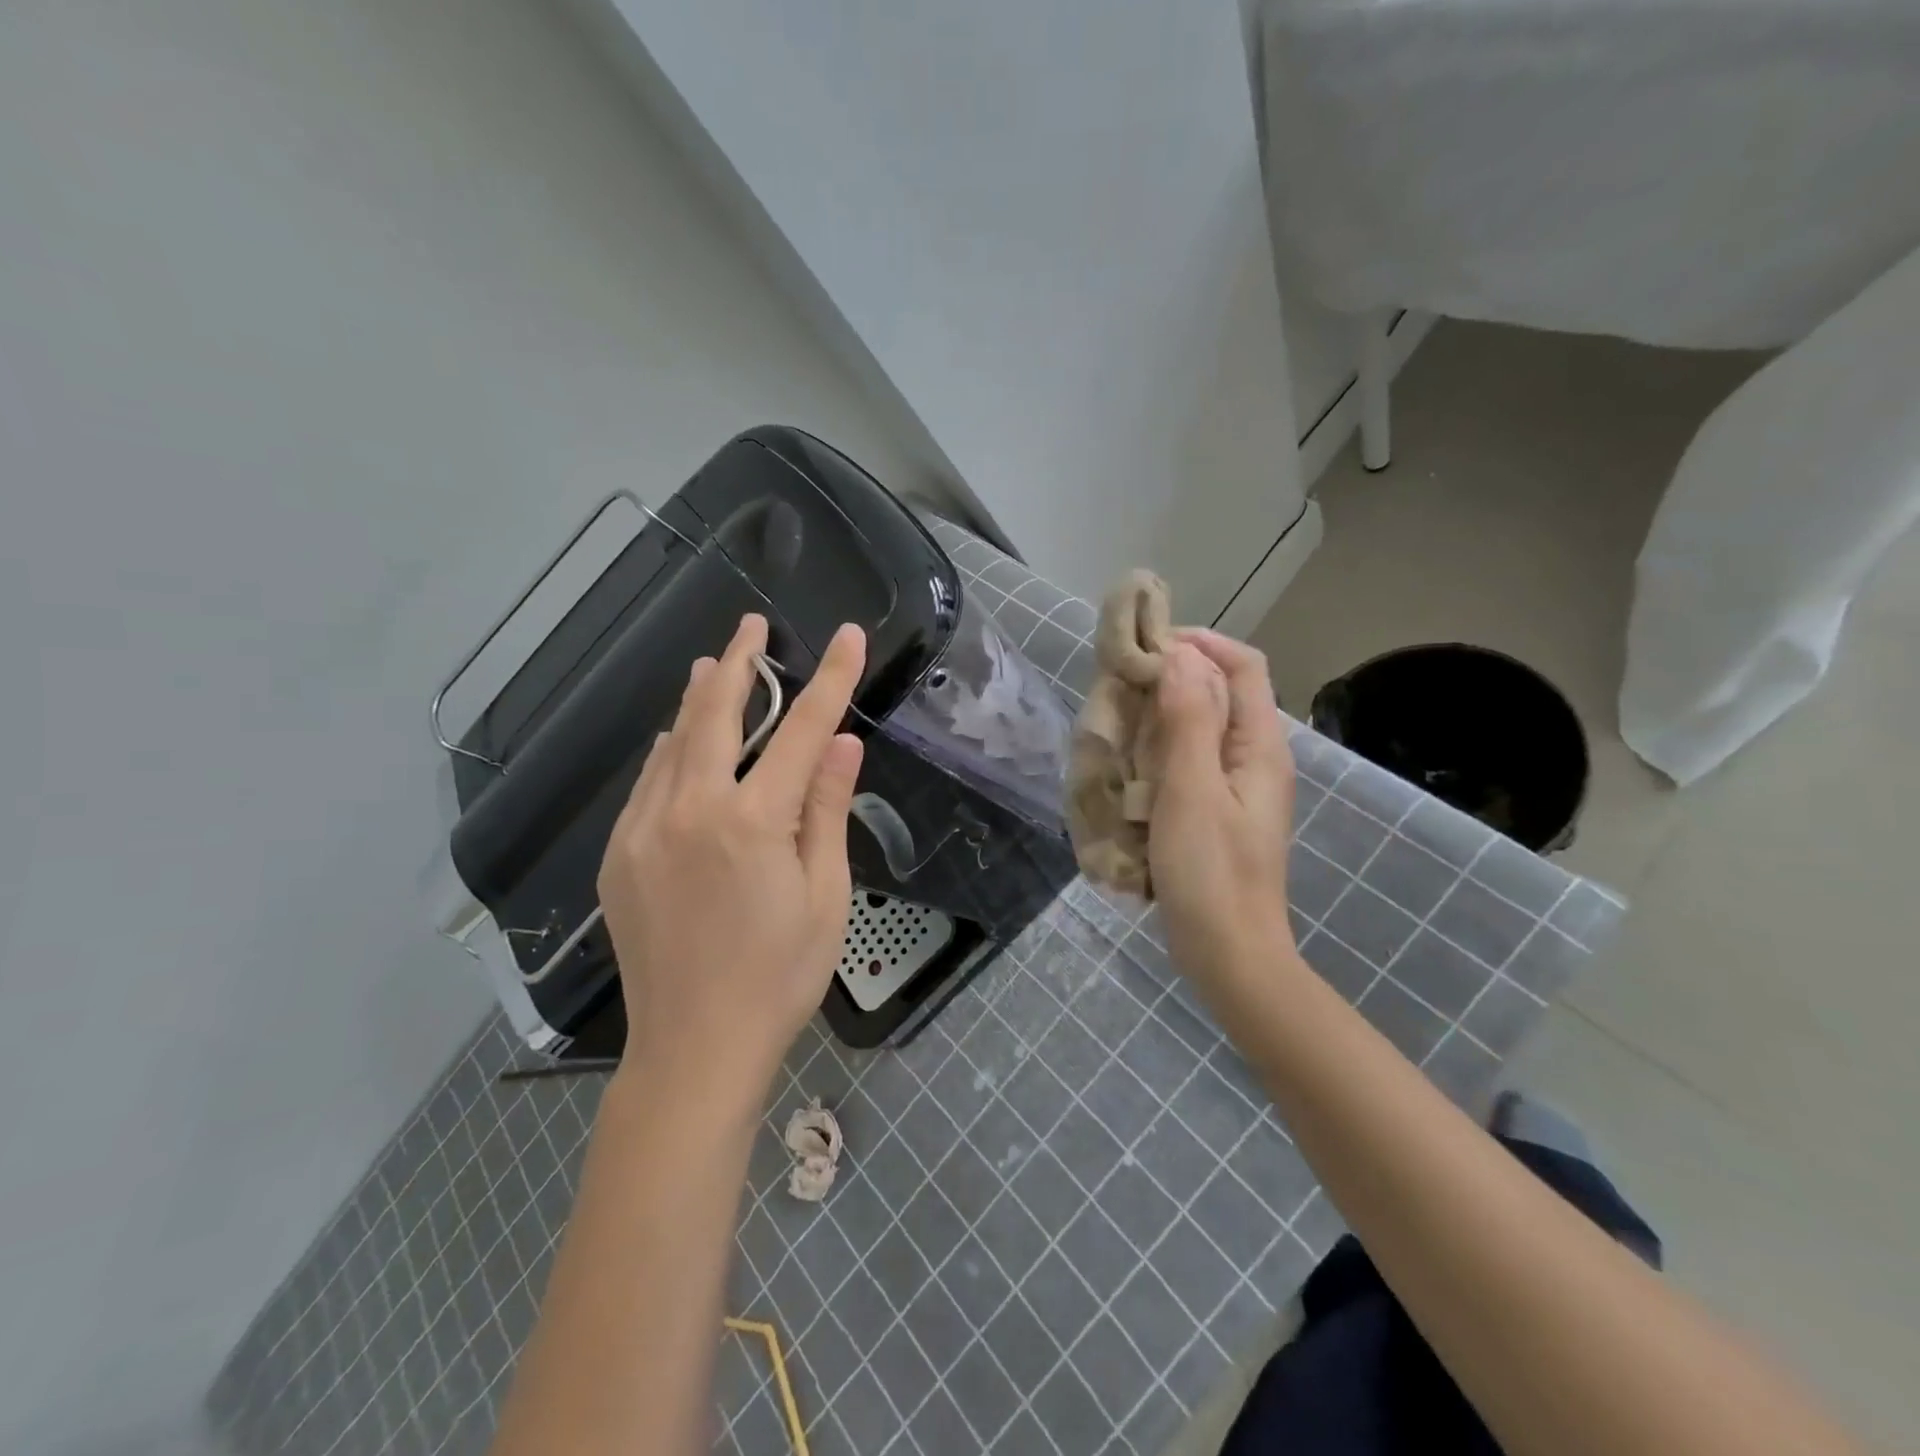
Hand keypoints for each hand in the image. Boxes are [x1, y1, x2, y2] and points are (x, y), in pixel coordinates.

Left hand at [597, 613, 865, 1105]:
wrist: (693, 1049)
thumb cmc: (779, 977)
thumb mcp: (824, 896)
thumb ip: (826, 811)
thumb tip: (842, 744)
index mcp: (751, 823)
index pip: (802, 731)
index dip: (830, 679)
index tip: (846, 637)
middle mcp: (690, 810)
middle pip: (716, 714)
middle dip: (739, 662)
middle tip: (750, 624)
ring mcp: (643, 831)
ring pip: (672, 743)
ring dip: (698, 700)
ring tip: (714, 666)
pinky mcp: (618, 855)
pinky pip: (648, 782)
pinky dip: (670, 751)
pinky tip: (679, 742)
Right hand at [1148, 629, 1296, 985]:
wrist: (1228, 954)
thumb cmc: (1211, 873)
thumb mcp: (1192, 791)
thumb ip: (1188, 721)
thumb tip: (1181, 655)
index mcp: (1260, 745)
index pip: (1243, 665)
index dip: (1200, 644)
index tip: (1147, 647)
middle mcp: (1254, 758)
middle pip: (1221, 692)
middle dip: (1173, 679)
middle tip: (1121, 686)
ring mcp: (1236, 787)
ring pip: (1200, 727)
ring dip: (1161, 716)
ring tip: (1118, 720)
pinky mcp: (1215, 812)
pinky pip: (1189, 762)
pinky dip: (1159, 752)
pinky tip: (1128, 766)